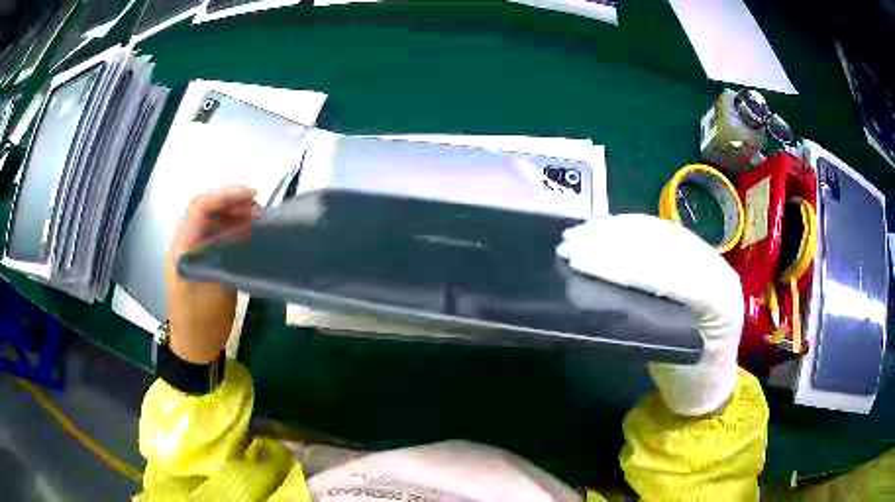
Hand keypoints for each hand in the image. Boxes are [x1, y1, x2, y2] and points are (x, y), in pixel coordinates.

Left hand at [168, 186, 259, 363]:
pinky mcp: (202, 260)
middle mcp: (186, 243)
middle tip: (258, 209)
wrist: (194, 346)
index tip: (252, 195)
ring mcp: (193, 252)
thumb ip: (228, 253)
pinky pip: (216, 235)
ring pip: (212, 220)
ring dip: (234, 214)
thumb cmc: (203, 321)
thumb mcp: (218, 288)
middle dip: (232, 202)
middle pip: (205, 209)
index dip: (225, 195)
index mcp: (183, 248)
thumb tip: (248, 227)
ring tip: (257, 219)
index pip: (199, 207)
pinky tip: (249, 233)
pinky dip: (233, 229)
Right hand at [557, 214, 743, 416]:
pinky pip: (662, 232)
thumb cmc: (689, 380)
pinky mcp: (699, 253)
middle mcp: (718, 268)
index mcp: (719, 300)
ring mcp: (710, 256)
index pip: (664, 272)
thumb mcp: (669, 362)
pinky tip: (605, 228)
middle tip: (569, 243)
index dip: (619, 264)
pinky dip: (630, 228)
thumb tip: (602, 292)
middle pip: (661, 244)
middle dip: (612, 241)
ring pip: (660, 231)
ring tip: (579, 232)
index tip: (576, 260)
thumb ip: (645, 327)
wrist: (713, 379)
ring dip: (616, 229)